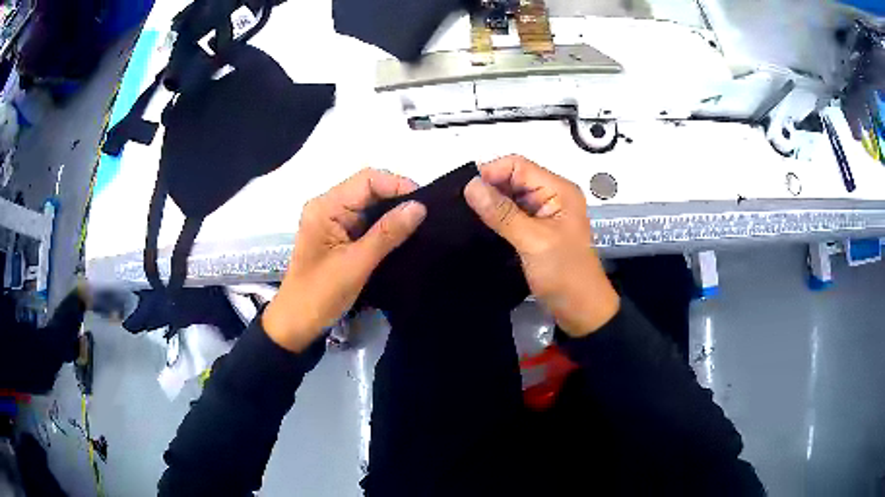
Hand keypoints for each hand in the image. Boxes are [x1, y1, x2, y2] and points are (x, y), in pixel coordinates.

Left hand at [263, 169, 426, 351]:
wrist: (297, 322)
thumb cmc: (321, 294)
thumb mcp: (357, 263)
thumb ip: (388, 233)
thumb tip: (420, 206)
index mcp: (326, 207)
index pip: (367, 179)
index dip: (397, 185)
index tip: (425, 203)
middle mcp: (328, 206)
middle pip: (369, 188)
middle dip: (398, 197)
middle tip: (428, 215)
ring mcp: (333, 220)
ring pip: (370, 204)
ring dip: (393, 211)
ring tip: (421, 223)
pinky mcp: (339, 234)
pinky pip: (366, 220)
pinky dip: (385, 225)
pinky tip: (403, 233)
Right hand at [464, 155, 618, 336]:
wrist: (582, 311)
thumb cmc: (565, 275)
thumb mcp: (533, 242)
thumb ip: (502, 213)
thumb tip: (470, 185)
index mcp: (558, 190)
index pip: (518, 165)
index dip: (490, 173)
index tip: (465, 192)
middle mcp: (552, 195)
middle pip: (513, 178)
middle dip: (488, 188)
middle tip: (460, 205)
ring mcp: (544, 213)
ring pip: (510, 196)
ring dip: (490, 203)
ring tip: (465, 215)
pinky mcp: (537, 229)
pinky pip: (512, 214)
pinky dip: (496, 217)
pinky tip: (479, 225)